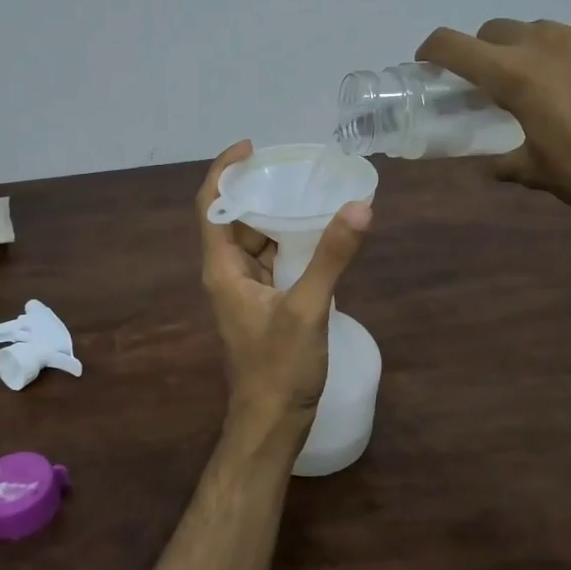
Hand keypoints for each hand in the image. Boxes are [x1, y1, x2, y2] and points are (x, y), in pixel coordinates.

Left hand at [196, 141, 371, 447]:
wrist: (271, 422)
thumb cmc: (279, 368)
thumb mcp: (308, 309)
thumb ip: (331, 257)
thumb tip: (359, 206)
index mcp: (223, 268)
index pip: (211, 205)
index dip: (224, 170)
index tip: (252, 147)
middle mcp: (227, 273)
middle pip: (234, 218)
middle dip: (259, 189)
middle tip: (295, 166)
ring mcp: (245, 290)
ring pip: (255, 240)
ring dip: (276, 215)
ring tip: (309, 189)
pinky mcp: (263, 304)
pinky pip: (272, 260)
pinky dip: (289, 242)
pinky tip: (318, 232)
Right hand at [417, 19, 570, 214]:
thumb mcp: (539, 172)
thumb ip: (507, 163)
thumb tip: (492, 166)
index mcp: (514, 75)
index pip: (453, 45)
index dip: (432, 50)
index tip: (428, 63)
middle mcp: (545, 43)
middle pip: (496, 30)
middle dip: (485, 51)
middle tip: (493, 82)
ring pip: (542, 31)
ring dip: (530, 52)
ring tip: (548, 86)